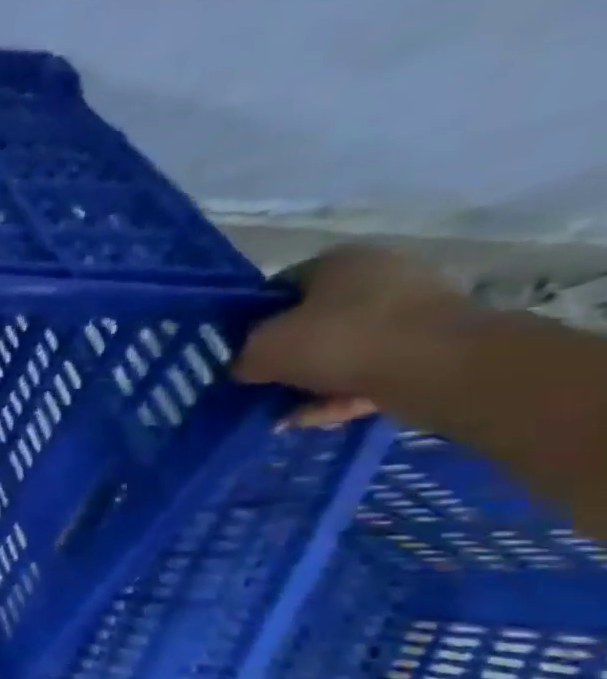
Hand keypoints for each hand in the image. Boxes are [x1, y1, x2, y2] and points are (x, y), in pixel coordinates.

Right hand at [233, 244, 470, 427]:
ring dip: (312, 380)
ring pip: (342, 349)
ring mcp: (412, 310)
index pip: (280, 288)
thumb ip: (244, 357)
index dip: (254, 321)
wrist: (439, 367)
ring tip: (284, 412)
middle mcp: (380, 275)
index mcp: (339, 261)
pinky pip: (371, 370)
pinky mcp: (430, 346)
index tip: (240, 352)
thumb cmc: (339, 341)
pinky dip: (341, 393)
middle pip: (314, 320)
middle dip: (287, 355)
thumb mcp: (263, 349)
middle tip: (261, 383)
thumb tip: (245, 367)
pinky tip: (314, 418)